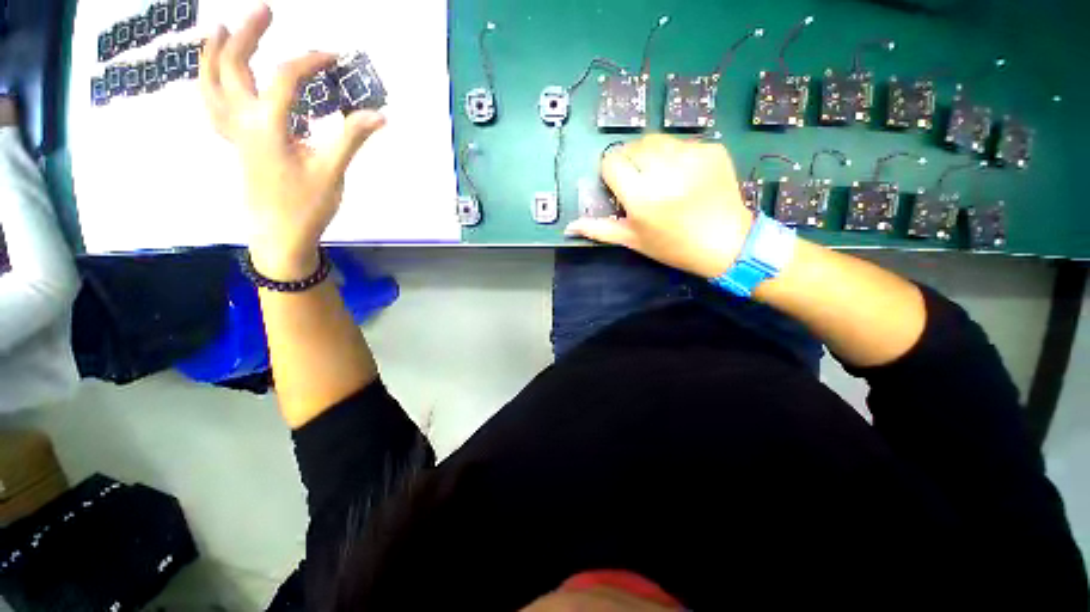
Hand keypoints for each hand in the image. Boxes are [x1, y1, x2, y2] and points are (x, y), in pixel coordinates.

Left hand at [199, 3, 384, 279]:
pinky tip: (214, 74)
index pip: (285, 78)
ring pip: (210, 83)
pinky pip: (211, 106)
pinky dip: (208, 83)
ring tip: (218, 28)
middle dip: (246, 34)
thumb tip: (379, 115)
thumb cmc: (306, 206)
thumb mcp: (332, 172)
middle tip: (263, 10)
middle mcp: (242, 122)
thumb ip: (351, 138)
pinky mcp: (235, 144)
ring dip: (212, 52)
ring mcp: (233, 133)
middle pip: (233, 66)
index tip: (333, 56)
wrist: (280, 235)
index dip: (309, 60)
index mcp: (268, 126)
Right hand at [565, 135, 753, 278]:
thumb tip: (569, 227)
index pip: (612, 162)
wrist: (725, 243)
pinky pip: (683, 143)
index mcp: (641, 198)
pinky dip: (677, 155)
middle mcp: (664, 172)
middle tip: (643, 182)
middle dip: (632, 161)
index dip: (612, 172)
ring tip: (663, 177)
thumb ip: (599, 230)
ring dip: (653, 155)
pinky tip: (686, 176)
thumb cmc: (672, 247)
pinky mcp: (712, 150)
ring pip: (657, 140)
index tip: (620, 184)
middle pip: (633, 146)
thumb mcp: (633, 240)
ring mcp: (692, 157)